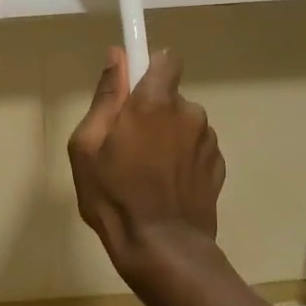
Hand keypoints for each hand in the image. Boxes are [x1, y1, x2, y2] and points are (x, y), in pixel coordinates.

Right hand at [68, 47, 225, 280]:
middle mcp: (189, 113)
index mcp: (155, 102)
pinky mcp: (218, 168)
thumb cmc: (114, 196)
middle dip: (152, 112)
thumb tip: (117, 56)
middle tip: (127, 145)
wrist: (163, 250)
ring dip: (169, 137)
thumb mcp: (87, 146)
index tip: (132, 89)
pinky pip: (196, 149)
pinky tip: (166, 187)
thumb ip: (105, 97)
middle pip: (170, 97)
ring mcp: (208, 141)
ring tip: (147, 173)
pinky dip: (183, 160)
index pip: (165, 59)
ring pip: (183, 124)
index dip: (149, 69)